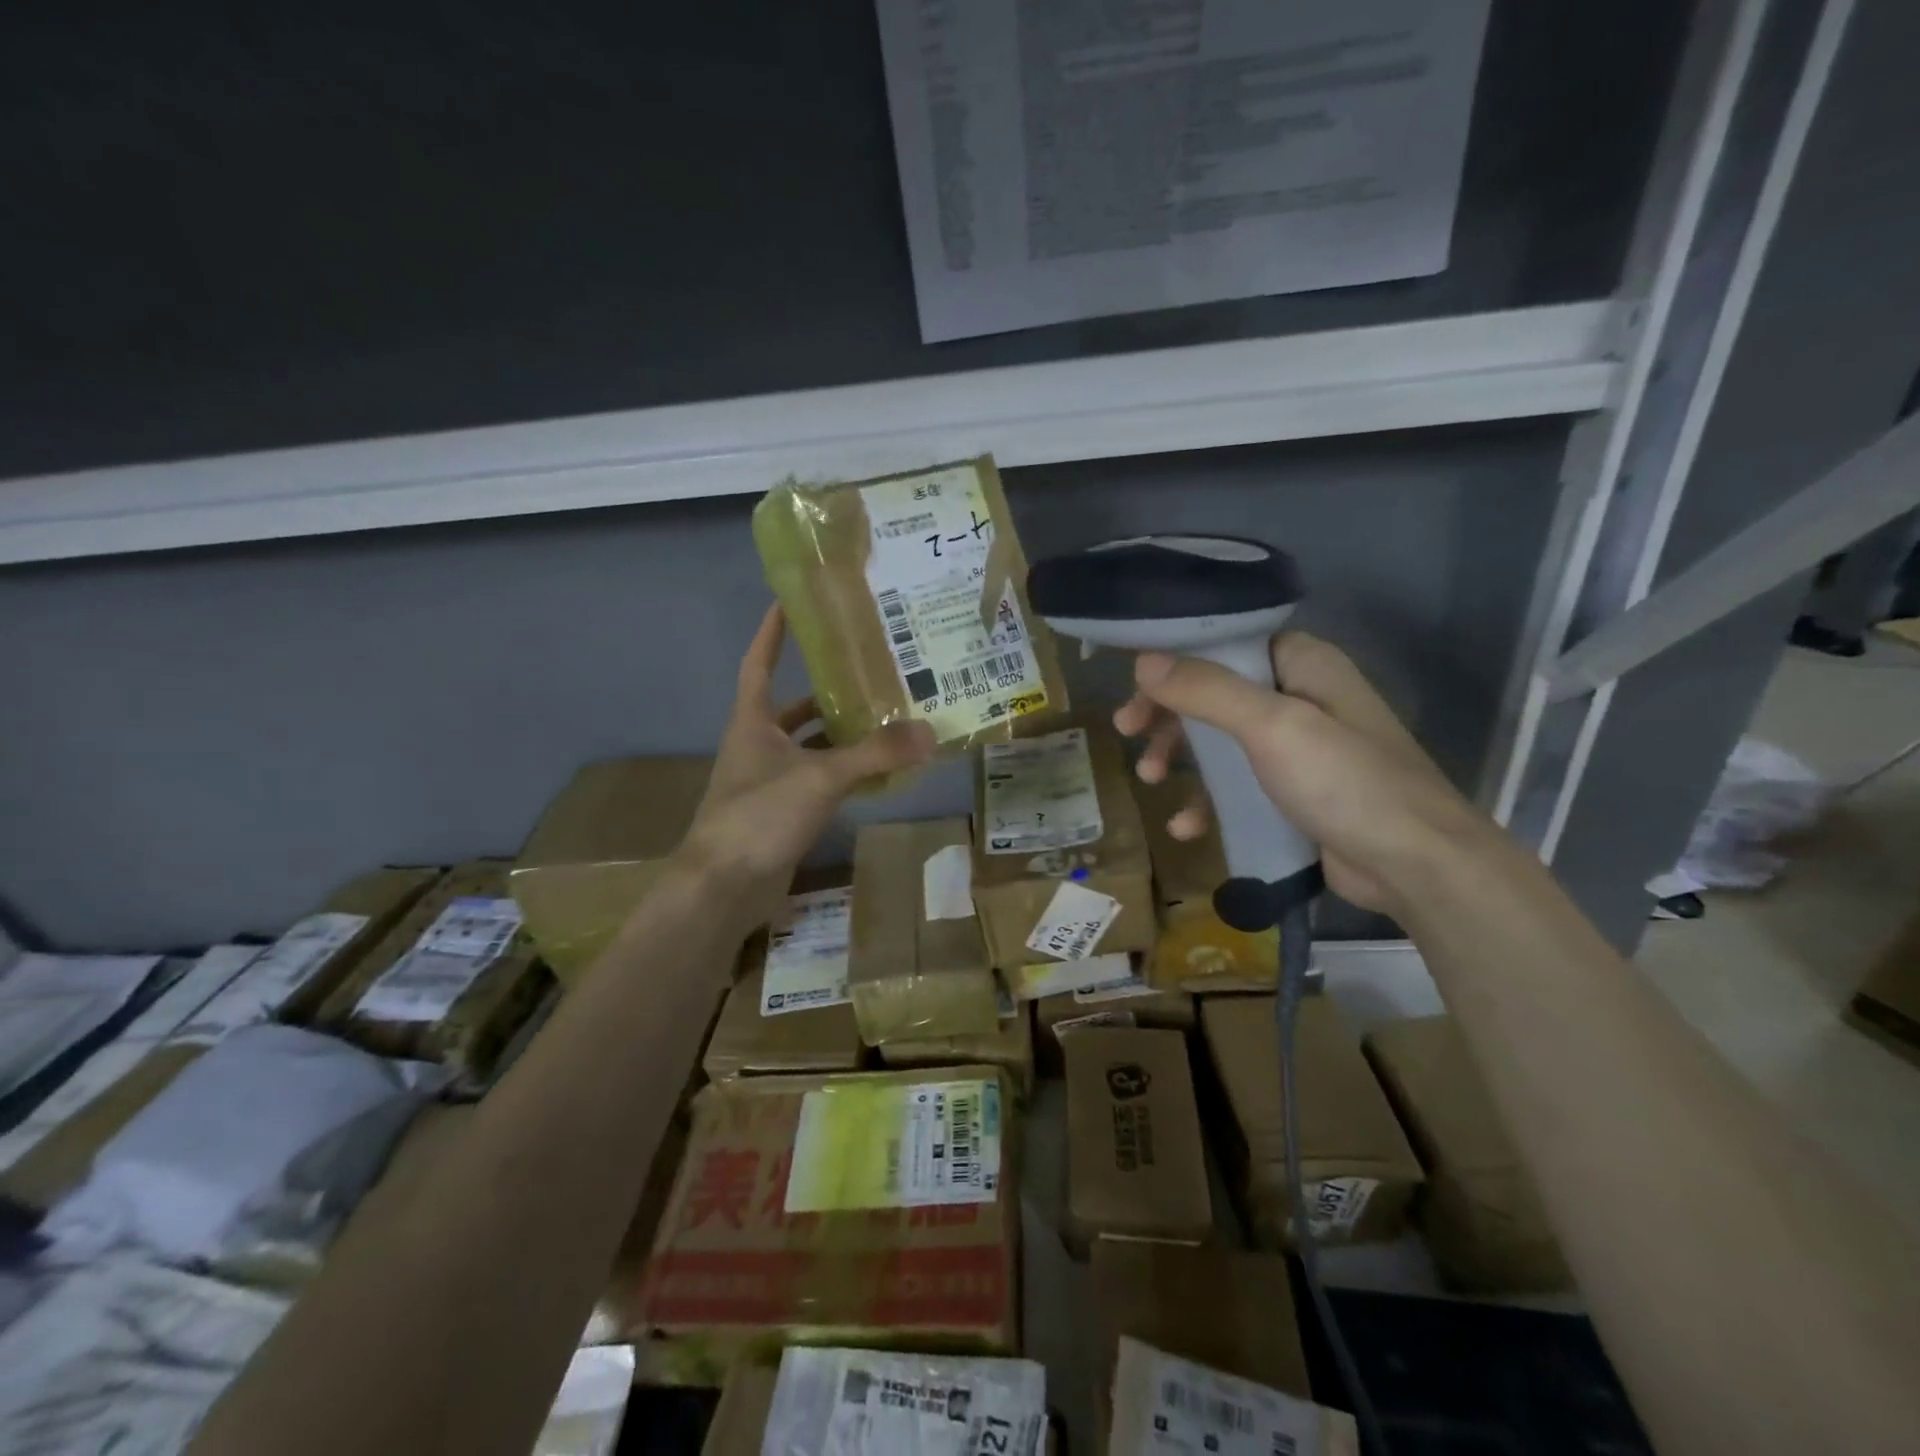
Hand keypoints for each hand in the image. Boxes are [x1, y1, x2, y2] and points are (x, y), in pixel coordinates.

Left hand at [678, 605, 934, 926]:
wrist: (723, 888)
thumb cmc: (759, 816)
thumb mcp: (820, 778)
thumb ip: (875, 755)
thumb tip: (929, 732)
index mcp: (753, 722)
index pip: (760, 663)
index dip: (772, 633)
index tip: (789, 602)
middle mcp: (758, 745)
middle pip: (794, 708)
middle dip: (827, 692)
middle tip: (870, 674)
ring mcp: (769, 781)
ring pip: (810, 747)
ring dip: (841, 736)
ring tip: (886, 720)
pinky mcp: (782, 813)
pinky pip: (819, 781)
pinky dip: (844, 774)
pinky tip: (877, 775)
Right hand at [1113, 630, 1492, 914]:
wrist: (1415, 866)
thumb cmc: (1346, 781)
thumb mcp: (1272, 727)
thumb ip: (1207, 690)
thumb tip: (1143, 661)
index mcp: (1303, 665)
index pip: (1227, 644)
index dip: (1177, 658)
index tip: (1135, 682)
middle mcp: (1300, 697)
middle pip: (1215, 693)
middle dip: (1168, 714)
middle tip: (1127, 732)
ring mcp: (1298, 749)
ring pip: (1221, 741)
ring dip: (1180, 757)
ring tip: (1149, 779)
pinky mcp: (1294, 794)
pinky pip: (1237, 786)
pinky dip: (1207, 801)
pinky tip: (1186, 826)